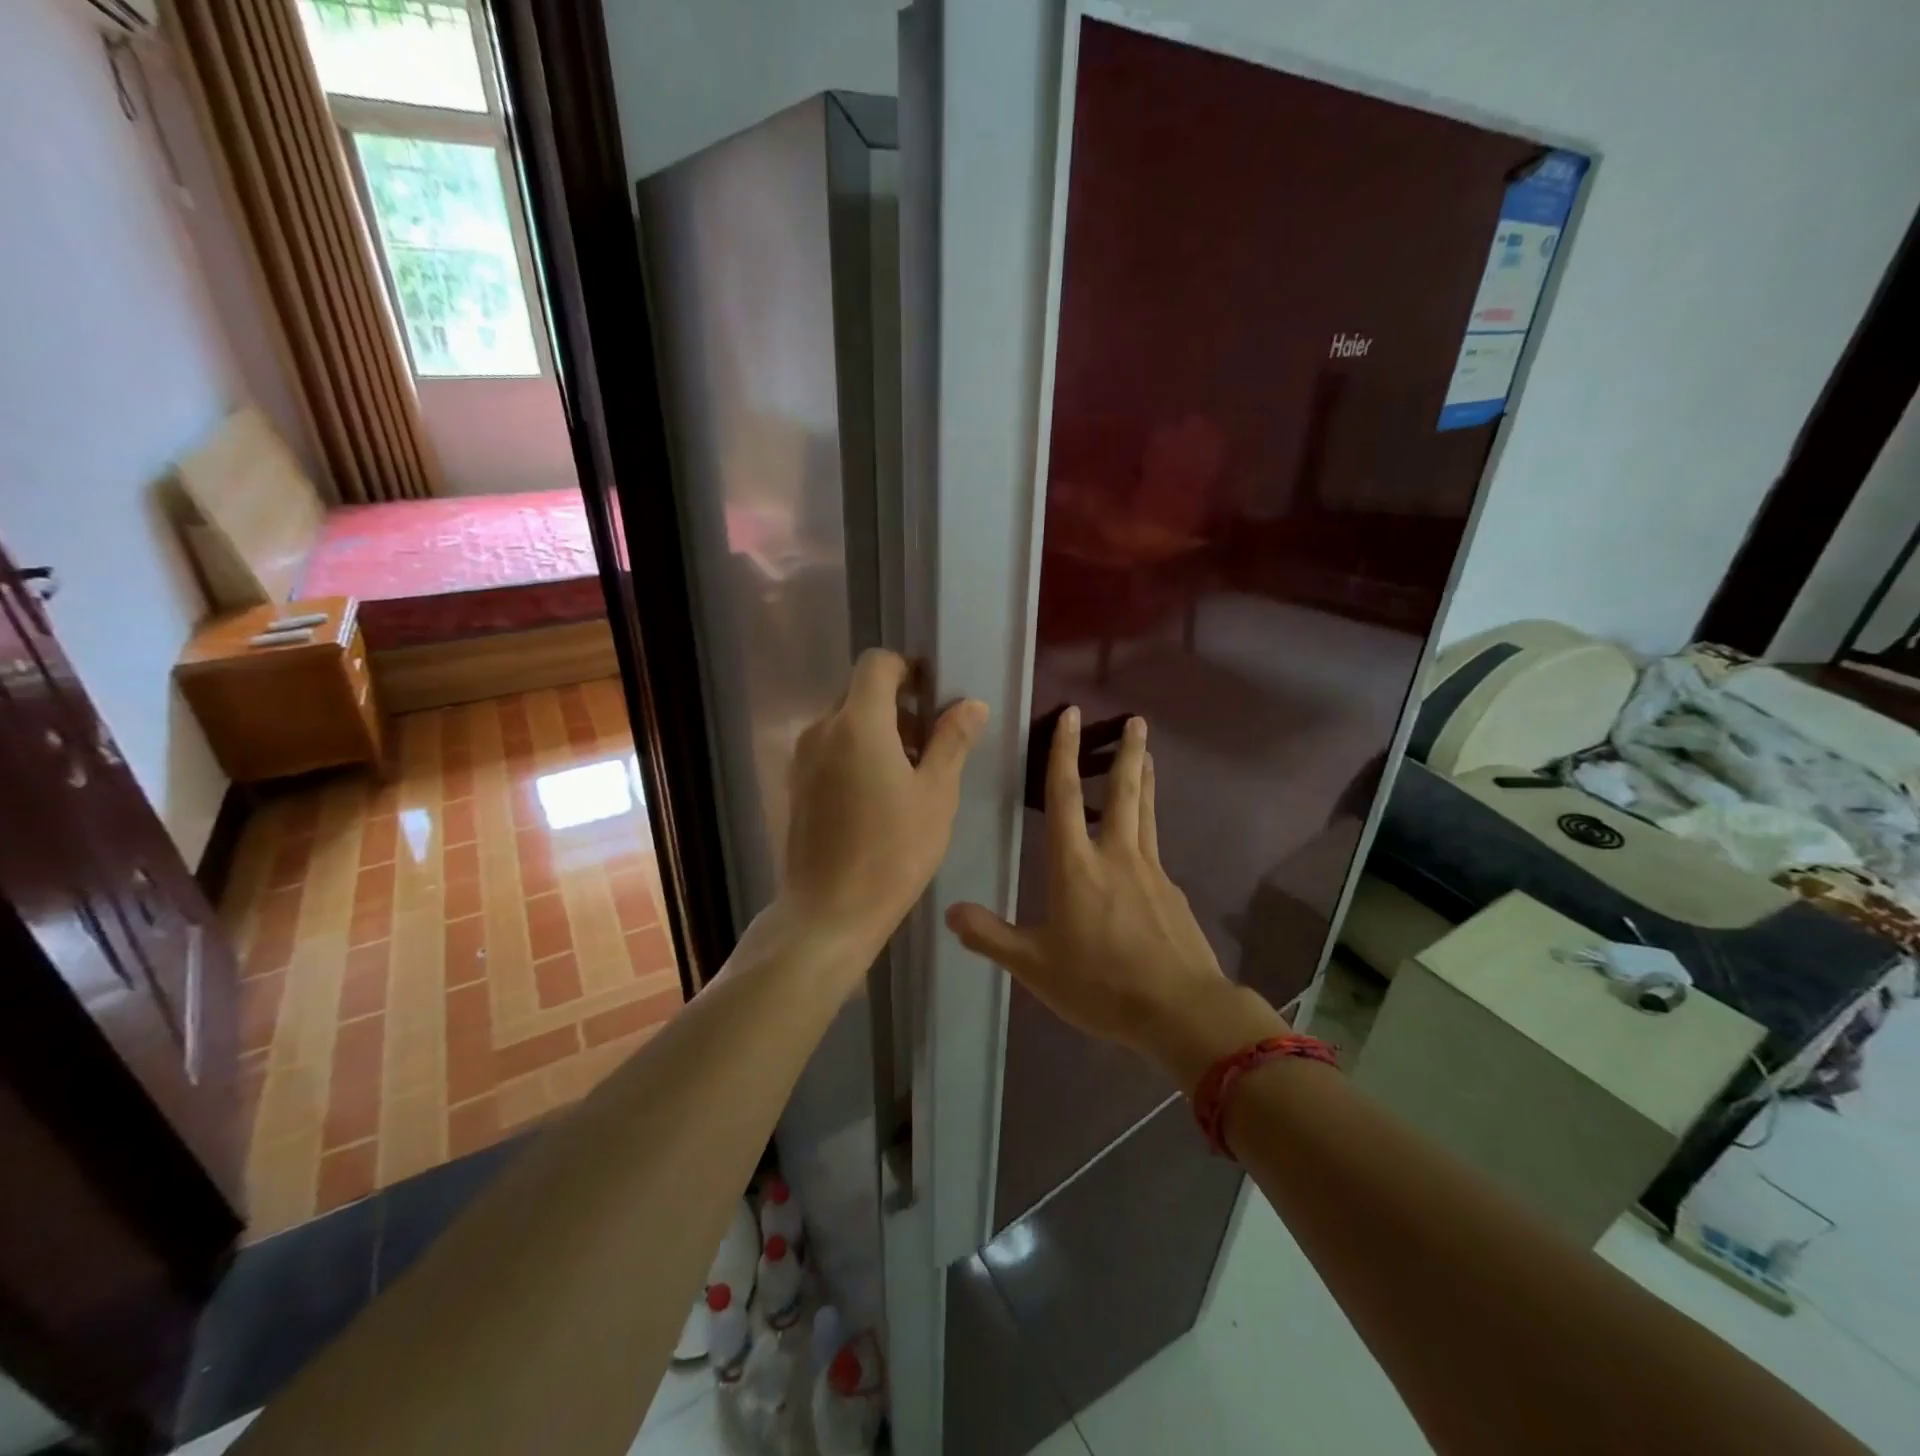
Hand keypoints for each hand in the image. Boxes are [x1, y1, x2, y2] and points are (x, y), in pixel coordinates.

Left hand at [780, 649, 987, 962]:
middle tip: (929, 747)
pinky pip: (829, 750)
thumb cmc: (892, 852)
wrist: (828, 912)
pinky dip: (855, 755)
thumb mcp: (936, 795)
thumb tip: (971, 704)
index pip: (877, 663)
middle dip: (897, 707)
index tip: (933, 696)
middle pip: (860, 694)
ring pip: (844, 724)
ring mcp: (802, 759)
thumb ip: (952, 741)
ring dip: (877, 733)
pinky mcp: (794, 785)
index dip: (907, 668)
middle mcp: (822, 730)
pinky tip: (876, 798)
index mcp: (858, 723)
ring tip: (907, 777)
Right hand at [946, 709, 1282, 1089]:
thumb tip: (950, 911)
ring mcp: (1151, 871)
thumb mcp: (1034, 966)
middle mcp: (1116, 855)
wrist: (1179, 1010)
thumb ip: (991, 936)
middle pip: (1123, 791)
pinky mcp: (1172, 892)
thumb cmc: (1100, 984)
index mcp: (1076, 865)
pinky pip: (1156, 847)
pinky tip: (1145, 841)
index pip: (1064, 795)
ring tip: (1149, 753)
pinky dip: (1150, 826)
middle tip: (1137, 720)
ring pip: (1146, 812)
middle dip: (1126, 752)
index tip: (1072, 715)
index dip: (1064, 752)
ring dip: (1146, 778)